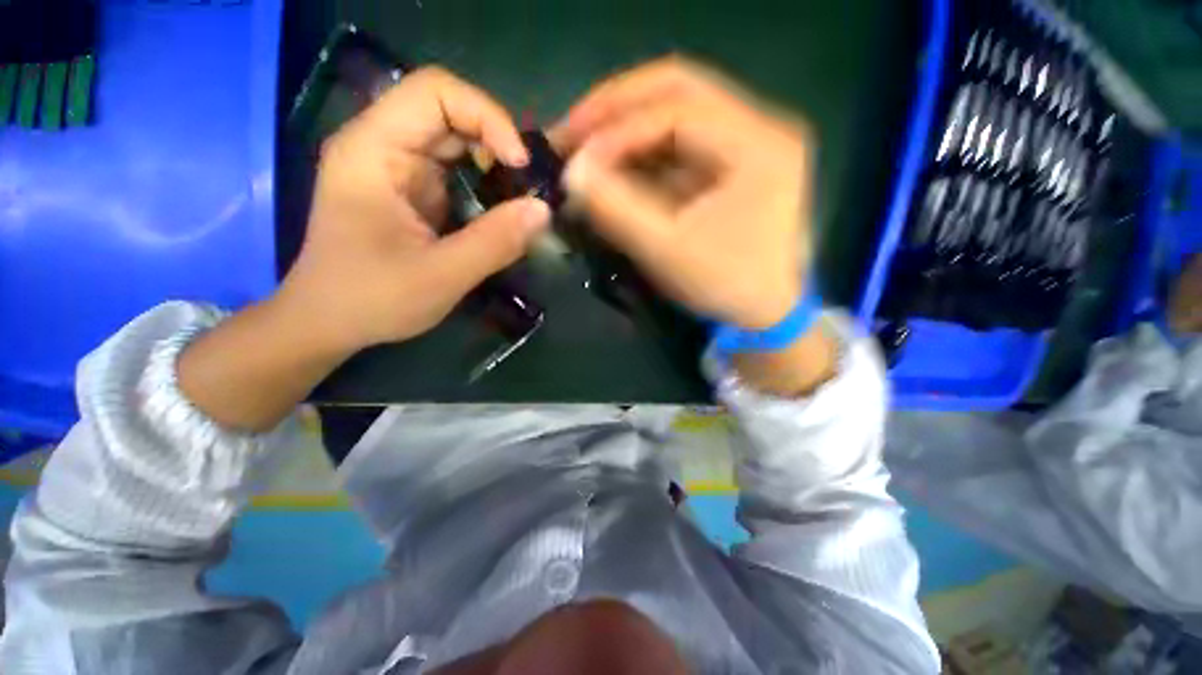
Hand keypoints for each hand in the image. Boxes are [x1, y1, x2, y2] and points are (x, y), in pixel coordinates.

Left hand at [279, 67, 550, 353]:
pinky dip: (486, 184)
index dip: (486, 116)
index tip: (519, 164)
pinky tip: (501, 211)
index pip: (434, 92)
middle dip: (497, 142)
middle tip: (528, 186)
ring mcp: (397, 168)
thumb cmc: (371, 299)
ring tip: (520, 199)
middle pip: (449, 112)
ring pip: (456, 141)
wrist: (329, 322)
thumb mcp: (441, 276)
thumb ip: (494, 242)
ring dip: (495, 164)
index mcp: (373, 150)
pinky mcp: (411, 190)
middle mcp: (382, 146)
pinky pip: (456, 170)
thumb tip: (543, 210)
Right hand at [552, 56, 813, 330]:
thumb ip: (618, 210)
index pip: (677, 109)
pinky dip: (640, 149)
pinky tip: (612, 165)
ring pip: (676, 109)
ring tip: (581, 145)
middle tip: (570, 130)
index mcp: (758, 145)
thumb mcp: (669, 252)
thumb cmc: (726, 285)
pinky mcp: (733, 161)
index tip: (573, 158)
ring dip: (624, 125)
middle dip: (615, 107)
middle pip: (677, 88)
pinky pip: (679, 142)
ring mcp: (748, 141)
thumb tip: (572, 174)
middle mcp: (761, 126)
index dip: (617, 129)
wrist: (769, 309)